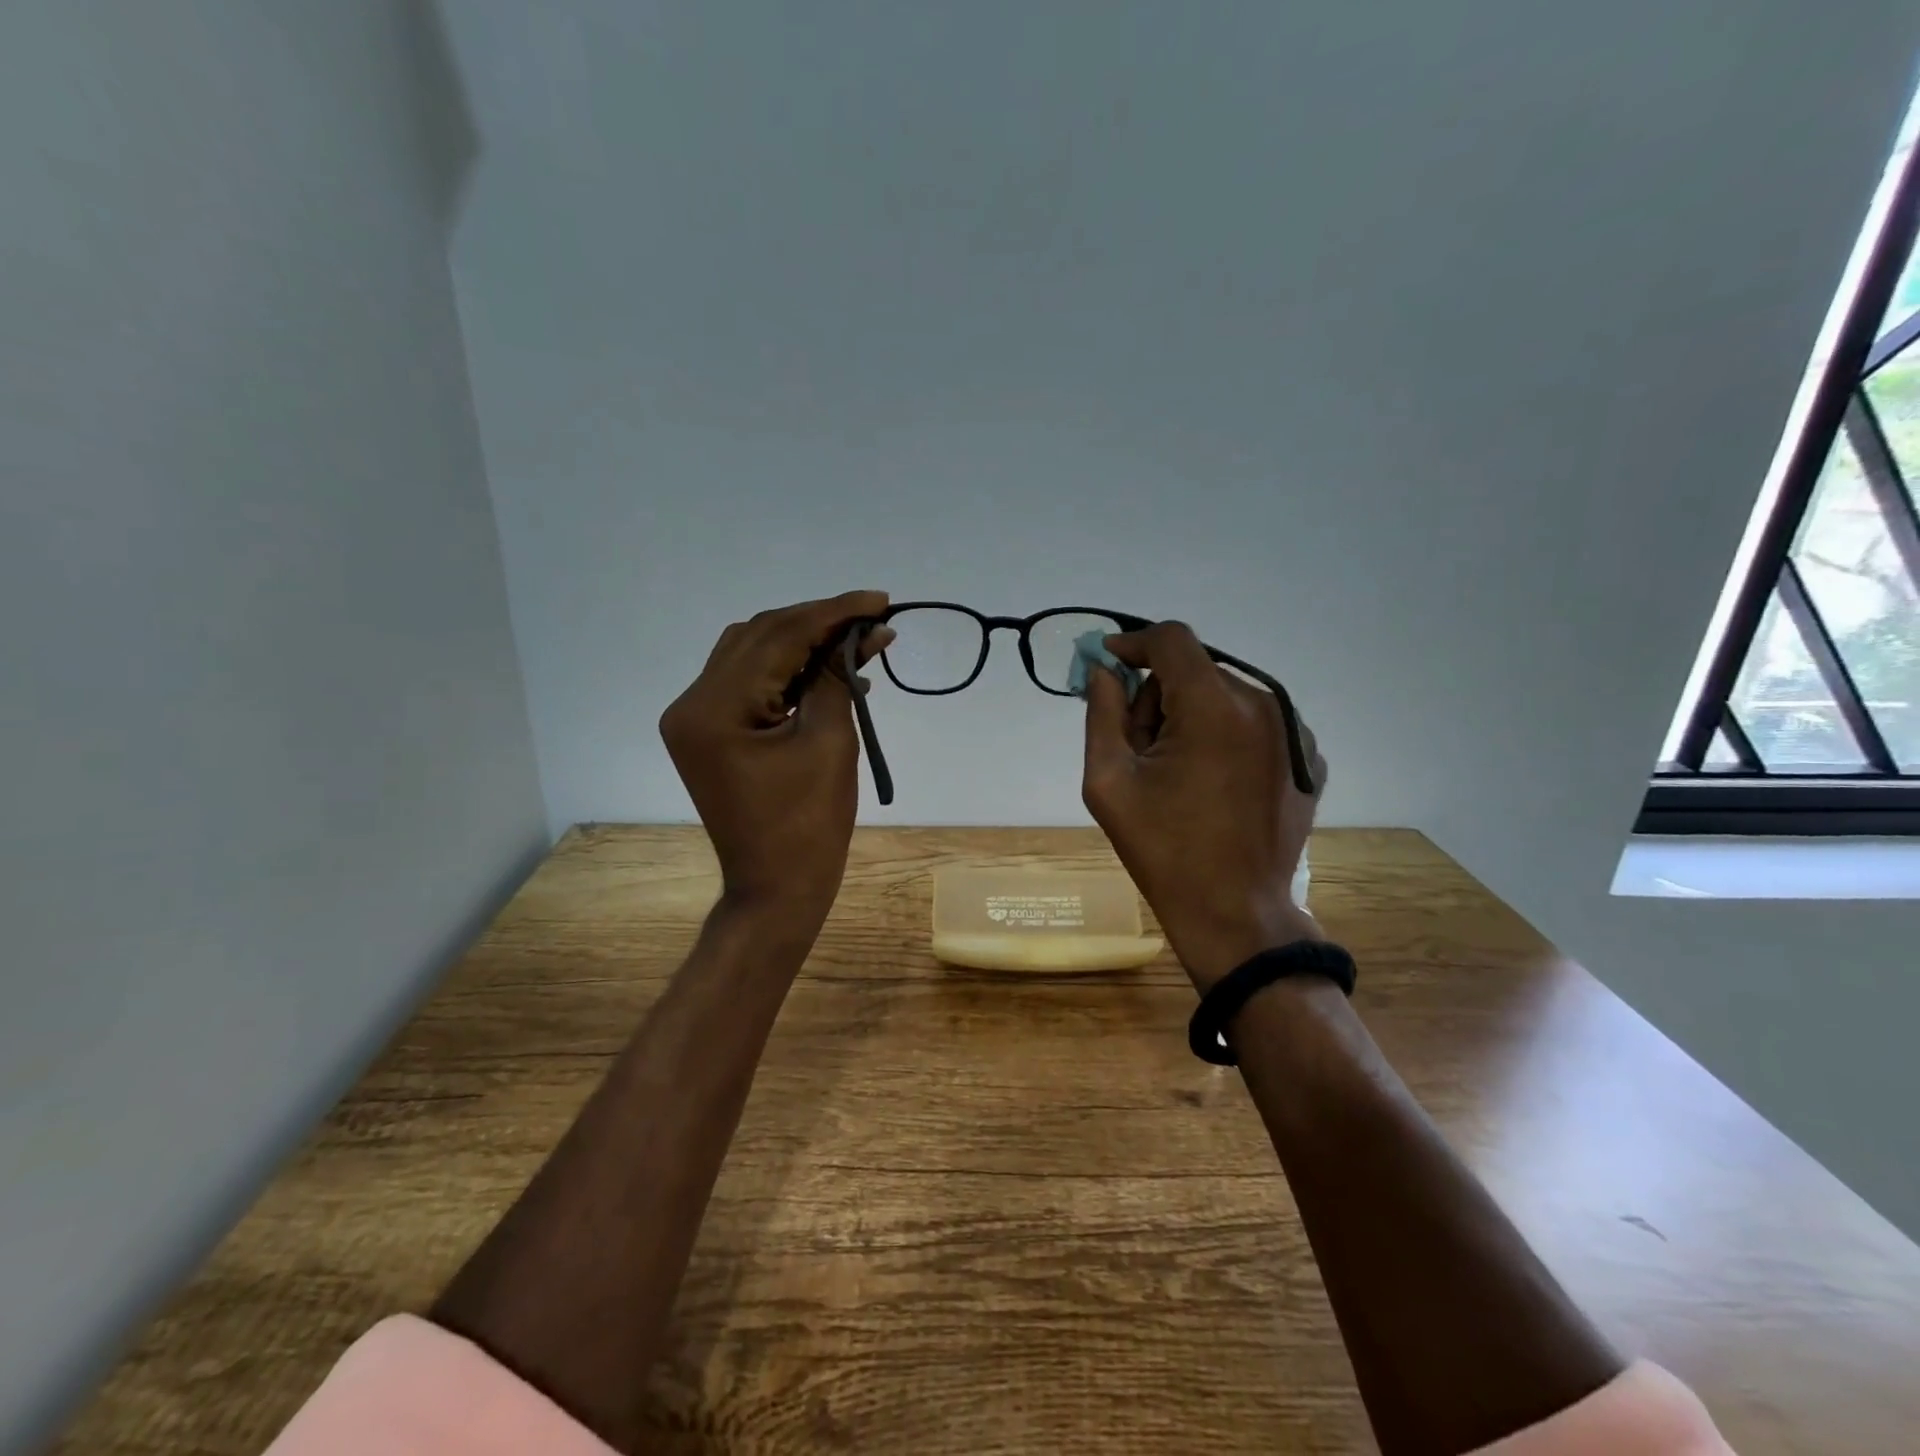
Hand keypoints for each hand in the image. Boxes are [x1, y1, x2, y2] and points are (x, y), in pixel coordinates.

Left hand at [660, 591, 892, 934]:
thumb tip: (865, 632)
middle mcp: (692, 704)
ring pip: (751, 653)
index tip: (879, 599)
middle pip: (759, 637)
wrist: (776, 888)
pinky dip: (787, 670)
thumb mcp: (830, 743)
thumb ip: (838, 678)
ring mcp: (695, 718)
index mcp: (714, 709)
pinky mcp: (709, 731)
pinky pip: (748, 682)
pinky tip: (826, 667)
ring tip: (854, 639)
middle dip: (818, 622)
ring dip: (802, 642)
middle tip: (872, 619)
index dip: (832, 612)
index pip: (778, 637)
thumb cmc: (809, 826)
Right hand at [1081, 622, 1327, 991]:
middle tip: (1139, 746)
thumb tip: (1103, 671)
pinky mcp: (1305, 758)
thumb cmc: (1163, 850)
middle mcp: (1263, 705)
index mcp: (1214, 706)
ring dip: (1192, 715)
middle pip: (1196, 670)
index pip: (1171, 640)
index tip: (1108, 665)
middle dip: (1159, 694)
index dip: (1133, 644)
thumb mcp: (1108, 781)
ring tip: (1177, 772)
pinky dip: (1225, 736)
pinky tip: (1213, 782)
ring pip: (1225, 695)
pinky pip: (1254, 723)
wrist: (1235, 913)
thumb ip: (1102, 713)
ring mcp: (1293, 732)